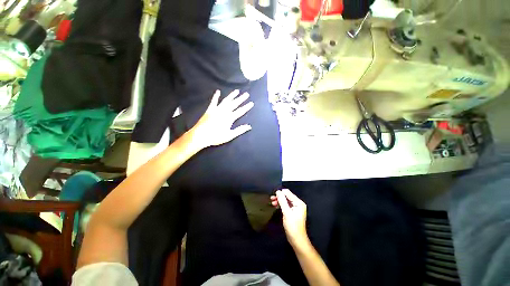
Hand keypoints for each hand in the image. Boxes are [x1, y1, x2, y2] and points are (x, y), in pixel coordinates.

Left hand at [189, 90, 253, 149]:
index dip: (246, 107)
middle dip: (241, 99)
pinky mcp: (210, 110)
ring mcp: (216, 109)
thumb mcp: (229, 135)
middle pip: (234, 104)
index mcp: (229, 118)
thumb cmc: (216, 137)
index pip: (240, 111)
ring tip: (237, 91)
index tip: (251, 103)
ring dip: (232, 96)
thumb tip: (249, 126)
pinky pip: (214, 102)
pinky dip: (216, 96)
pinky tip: (218, 92)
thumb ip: (239, 130)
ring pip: (226, 101)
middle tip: (246, 94)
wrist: (200, 135)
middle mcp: (224, 111)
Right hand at [271, 189, 308, 248]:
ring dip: (279, 200)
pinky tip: (276, 205)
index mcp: (299, 203)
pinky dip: (281, 204)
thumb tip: (278, 191)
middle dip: (279, 197)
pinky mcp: (292, 211)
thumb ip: (282, 201)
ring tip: (272, 202)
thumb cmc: (292, 226)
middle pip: (287, 196)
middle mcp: (298, 203)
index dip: (281, 193)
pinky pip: (286, 205)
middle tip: (272, 198)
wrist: (297, 240)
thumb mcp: (286, 213)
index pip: (288, 193)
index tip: (274, 195)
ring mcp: (295, 208)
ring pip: (286, 200)